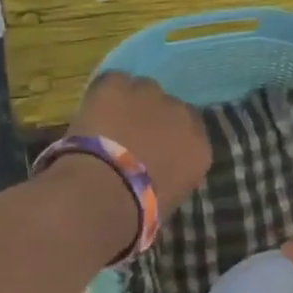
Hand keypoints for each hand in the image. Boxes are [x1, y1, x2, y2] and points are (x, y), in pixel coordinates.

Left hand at [69, 72, 211, 215]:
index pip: (192, 131)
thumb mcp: (170, 199)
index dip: (170, 136)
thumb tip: (162, 171)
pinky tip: (93, 110)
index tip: (154, 148)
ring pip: (144, 89)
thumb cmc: (138, 211)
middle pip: (170, 107)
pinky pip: (114, 81)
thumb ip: (173, 175)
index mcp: (199, 149)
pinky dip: (105, 93)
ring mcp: (150, 96)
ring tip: (109, 121)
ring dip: (131, 102)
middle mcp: (182, 115)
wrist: (103, 193)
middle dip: (154, 118)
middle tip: (130, 136)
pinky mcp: (117, 86)